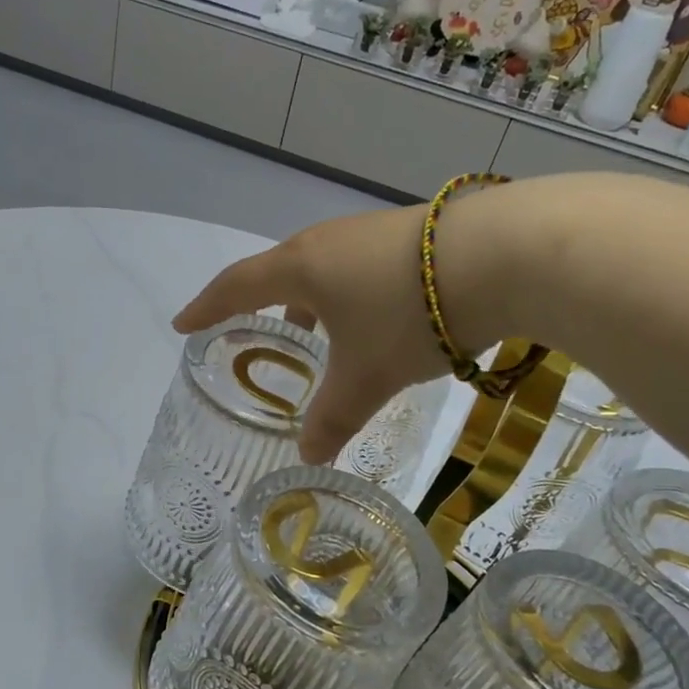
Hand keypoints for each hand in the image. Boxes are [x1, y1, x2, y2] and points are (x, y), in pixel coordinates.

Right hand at [174, 204, 453, 463]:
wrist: (505, 253)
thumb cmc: (409, 316)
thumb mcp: (366, 377)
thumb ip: (332, 418)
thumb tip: (309, 457)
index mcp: (301, 268)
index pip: (236, 287)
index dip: (206, 308)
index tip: (183, 323)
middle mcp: (328, 242)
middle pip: (280, 272)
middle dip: (264, 304)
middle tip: (258, 330)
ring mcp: (371, 232)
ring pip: (325, 270)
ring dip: (314, 301)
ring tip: (322, 333)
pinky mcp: (412, 234)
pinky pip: (360, 267)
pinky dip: (351, 295)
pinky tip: (378, 318)